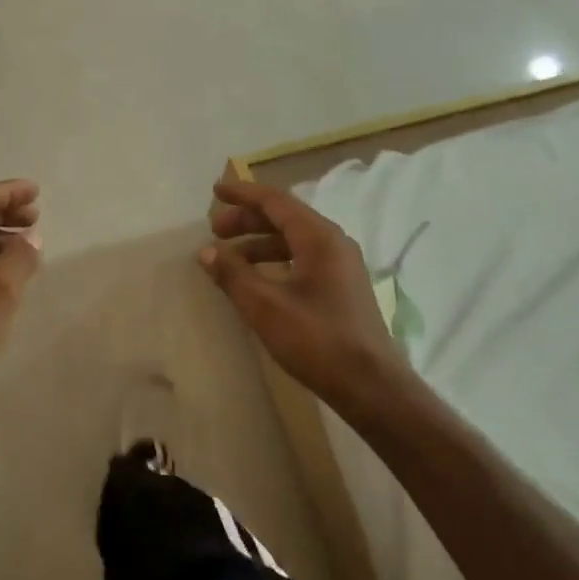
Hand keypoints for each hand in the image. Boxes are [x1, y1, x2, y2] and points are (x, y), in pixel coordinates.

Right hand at [199, 178, 405, 410]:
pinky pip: (303, 258)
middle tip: (215, 230)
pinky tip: (258, 279)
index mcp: (318, 237)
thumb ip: (233, 274)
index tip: (215, 191)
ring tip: (230, 259)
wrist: (372, 388)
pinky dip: (276, 260)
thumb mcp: (265, 307)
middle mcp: (333, 242)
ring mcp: (341, 265)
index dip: (243, 194)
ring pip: (293, 239)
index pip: (275, 201)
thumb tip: (206, 251)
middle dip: (247, 220)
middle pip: (284, 217)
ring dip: (259, 243)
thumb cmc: (317, 340)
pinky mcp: (342, 287)